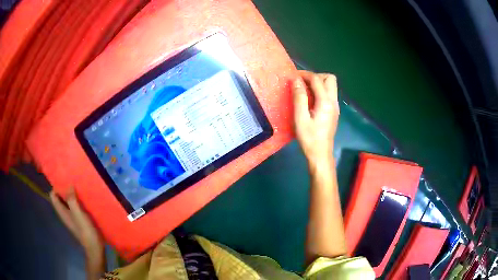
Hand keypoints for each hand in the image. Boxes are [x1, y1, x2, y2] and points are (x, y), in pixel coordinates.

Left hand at [50, 187, 104, 278]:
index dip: (56, 187)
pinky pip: (74, 207)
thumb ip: (72, 200)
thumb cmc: (85, 231)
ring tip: (78, 187)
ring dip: (70, 194)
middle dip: (63, 189)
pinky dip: (76, 201)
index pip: (53, 196)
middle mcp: (64, 213)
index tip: (63, 179)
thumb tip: (69, 185)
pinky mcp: (78, 220)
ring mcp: (71, 217)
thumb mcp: (78, 214)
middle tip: (71, 180)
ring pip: (67, 202)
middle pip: (59, 198)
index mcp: (62, 212)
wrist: (95, 247)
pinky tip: (83, 199)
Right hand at [293, 70, 339, 165]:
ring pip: (331, 86)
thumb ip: (299, 97)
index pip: (317, 80)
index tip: (293, 76)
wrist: (321, 154)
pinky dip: (320, 91)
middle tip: (303, 82)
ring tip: (305, 89)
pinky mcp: (334, 111)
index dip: (305, 74)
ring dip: (319, 83)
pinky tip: (311, 99)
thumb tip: (296, 80)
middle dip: (316, 76)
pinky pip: (329, 94)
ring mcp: (335, 107)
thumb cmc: (309, 138)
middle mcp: (333, 102)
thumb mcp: (300, 118)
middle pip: (330, 78)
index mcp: (325, 102)